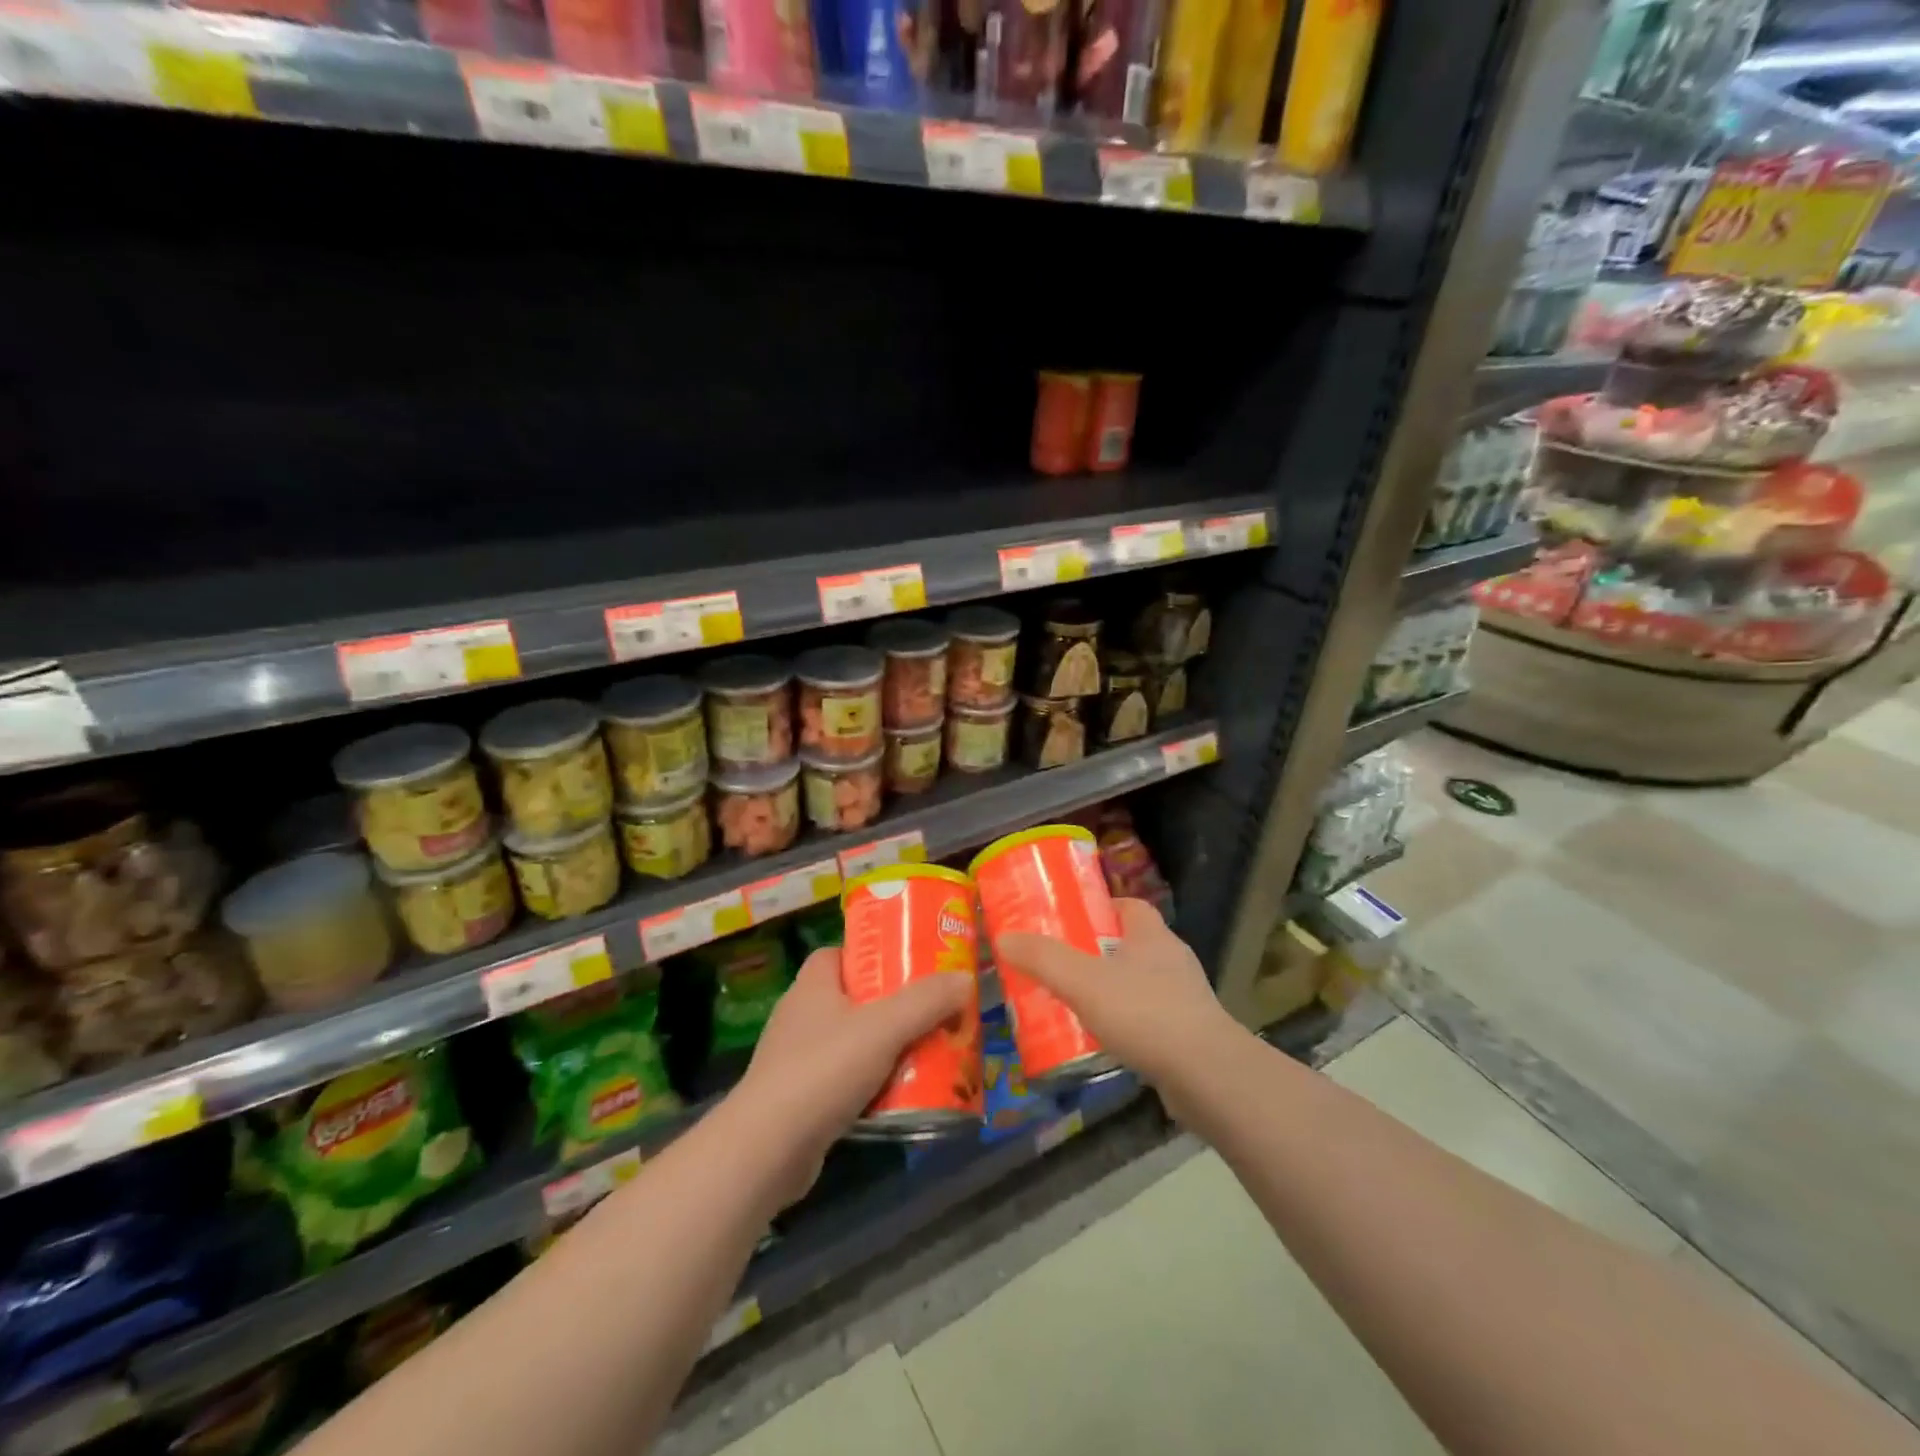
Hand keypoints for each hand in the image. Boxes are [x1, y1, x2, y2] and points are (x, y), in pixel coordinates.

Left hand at [730, 948, 971, 1205]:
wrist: (767, 1151)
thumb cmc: (823, 1071)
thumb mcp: (884, 1028)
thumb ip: (926, 1001)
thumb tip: (964, 977)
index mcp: (812, 985)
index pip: (841, 953)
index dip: (874, 954)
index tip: (910, 965)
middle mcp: (801, 1015)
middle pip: (854, 998)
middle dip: (892, 1006)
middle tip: (932, 1011)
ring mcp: (796, 1059)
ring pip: (852, 1042)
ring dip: (886, 1048)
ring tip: (927, 1053)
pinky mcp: (800, 1099)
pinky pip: (844, 1080)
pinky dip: (871, 1084)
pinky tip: (900, 1096)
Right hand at [999, 899, 1236, 1089]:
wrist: (1207, 1076)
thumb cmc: (1144, 1013)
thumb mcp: (1082, 981)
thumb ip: (1043, 958)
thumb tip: (1005, 937)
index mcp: (1152, 935)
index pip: (1129, 905)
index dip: (1100, 907)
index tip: (1071, 919)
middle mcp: (1173, 959)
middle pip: (1132, 943)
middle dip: (1099, 950)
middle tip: (1063, 963)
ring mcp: (1186, 998)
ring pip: (1142, 982)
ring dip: (1114, 989)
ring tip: (1077, 1003)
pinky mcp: (1190, 1034)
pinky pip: (1152, 1018)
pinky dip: (1129, 1023)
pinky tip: (1106, 1040)